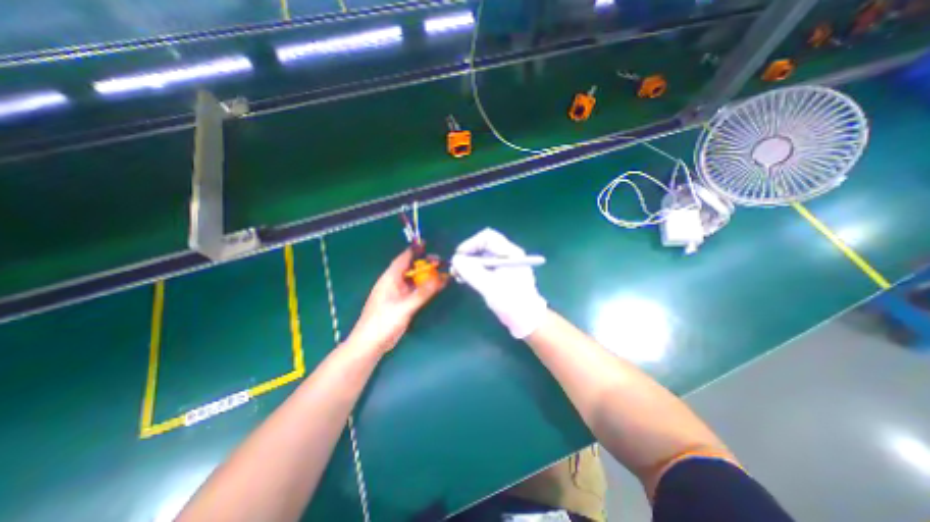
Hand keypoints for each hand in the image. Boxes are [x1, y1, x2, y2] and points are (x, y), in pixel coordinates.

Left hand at [344, 246, 445, 354]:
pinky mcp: (401, 303)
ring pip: (414, 280)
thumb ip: (422, 293)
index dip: (414, 250)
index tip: (426, 244)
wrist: (371, 344)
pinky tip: (434, 288)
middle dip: (424, 264)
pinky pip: (415, 291)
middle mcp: (393, 283)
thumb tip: (440, 278)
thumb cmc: (383, 322)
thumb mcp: (405, 307)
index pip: (403, 259)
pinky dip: (425, 288)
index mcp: (390, 278)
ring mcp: (397, 294)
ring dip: (426, 276)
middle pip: (410, 268)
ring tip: (441, 273)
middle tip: (440, 262)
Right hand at [452, 228, 546, 337]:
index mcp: (510, 253)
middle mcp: (507, 255)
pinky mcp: (501, 274)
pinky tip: (465, 279)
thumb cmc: (511, 302)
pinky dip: (474, 270)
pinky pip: (484, 266)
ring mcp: (504, 265)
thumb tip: (455, 259)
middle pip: (483, 246)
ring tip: (458, 275)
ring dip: (469, 264)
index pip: (488, 237)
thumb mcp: (489, 286)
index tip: (459, 256)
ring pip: (482, 257)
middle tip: (455, 268)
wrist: (526, 320)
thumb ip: (471, 271)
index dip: (471, 244)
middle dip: (467, 255)